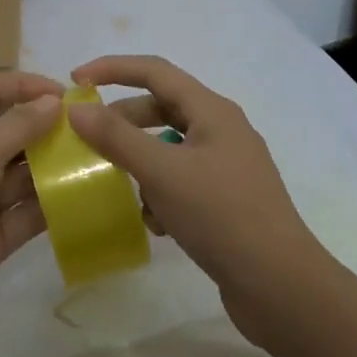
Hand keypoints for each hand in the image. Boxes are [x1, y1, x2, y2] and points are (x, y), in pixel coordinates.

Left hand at [0, 72, 63, 353]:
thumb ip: (17, 125)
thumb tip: (53, 101)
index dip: (20, 87)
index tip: (61, 93)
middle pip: (7, 135)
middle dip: (43, 129)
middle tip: (89, 129)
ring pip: (21, 177)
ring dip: (53, 167)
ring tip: (95, 159)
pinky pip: (26, 215)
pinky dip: (52, 206)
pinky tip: (84, 196)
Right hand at [67, 55, 321, 337]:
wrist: (282, 288)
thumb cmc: (221, 216)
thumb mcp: (161, 172)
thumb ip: (115, 137)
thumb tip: (76, 109)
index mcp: (213, 111)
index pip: (155, 70)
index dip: (112, 68)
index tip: (75, 81)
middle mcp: (222, 131)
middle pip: (161, 108)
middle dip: (123, 122)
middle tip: (89, 139)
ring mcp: (227, 167)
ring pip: (168, 149)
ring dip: (141, 164)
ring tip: (122, 187)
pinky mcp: (226, 201)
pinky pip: (181, 181)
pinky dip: (161, 194)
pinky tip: (156, 224)